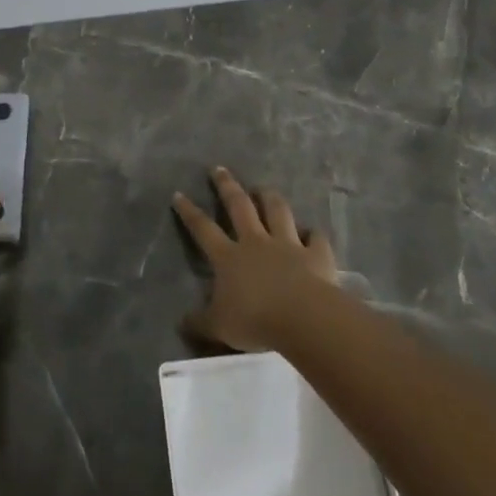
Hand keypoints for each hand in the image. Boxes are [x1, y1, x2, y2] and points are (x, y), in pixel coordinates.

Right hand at [172, 167, 339, 350]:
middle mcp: (256, 242)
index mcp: (228, 257)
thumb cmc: (255, 320)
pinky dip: (313, 234)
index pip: (203, 229)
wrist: (303, 318)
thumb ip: (200, 322)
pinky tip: (313, 232)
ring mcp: (287, 245)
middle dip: (227, 186)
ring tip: (263, 188)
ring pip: (277, 212)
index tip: (179, 194)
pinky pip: (315, 238)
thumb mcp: (219, 326)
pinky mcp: (316, 254)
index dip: (189, 212)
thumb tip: (181, 323)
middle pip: (239, 206)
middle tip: (219, 169)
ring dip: (269, 197)